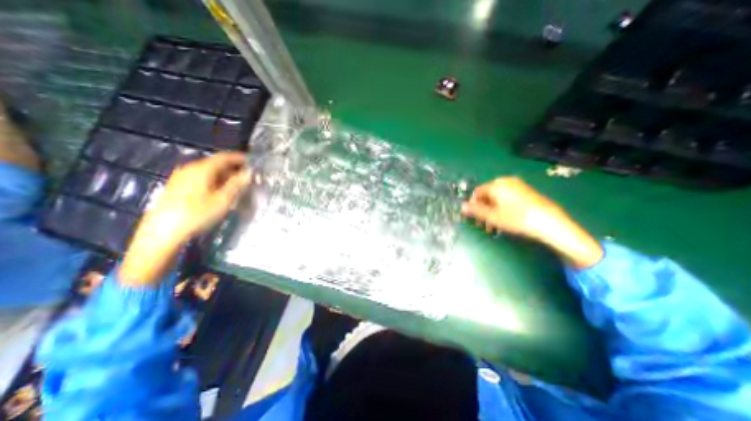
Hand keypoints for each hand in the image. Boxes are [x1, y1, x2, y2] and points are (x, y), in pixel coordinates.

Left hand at [121, 153, 247, 287]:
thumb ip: (237, 184)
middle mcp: (190, 169)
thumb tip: (249, 173)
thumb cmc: (197, 215)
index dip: (240, 158)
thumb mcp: (223, 200)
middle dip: (234, 169)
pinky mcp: (177, 187)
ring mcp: (181, 178)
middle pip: (216, 164)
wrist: (162, 233)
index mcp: (202, 169)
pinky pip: (201, 179)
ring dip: (225, 176)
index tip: (253, 163)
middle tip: (248, 178)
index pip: (224, 157)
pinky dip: (215, 182)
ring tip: (237, 187)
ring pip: (209, 172)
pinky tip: (220, 193)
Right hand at [461, 175, 566, 239]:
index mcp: (496, 185)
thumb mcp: (492, 216)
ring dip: (492, 210)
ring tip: (494, 224)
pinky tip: (506, 219)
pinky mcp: (526, 191)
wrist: (550, 222)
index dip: (472, 205)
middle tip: (483, 223)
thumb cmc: (517, 218)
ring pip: (497, 197)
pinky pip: (508, 197)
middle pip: (487, 195)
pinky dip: (502, 207)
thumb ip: (475, 210)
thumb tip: (461, 206)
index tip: (473, 218)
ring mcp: (518, 185)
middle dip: (483, 209)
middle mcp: (506, 182)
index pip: (477, 192)